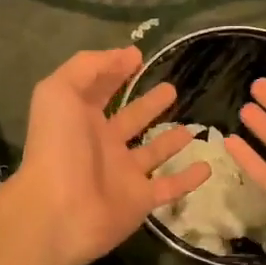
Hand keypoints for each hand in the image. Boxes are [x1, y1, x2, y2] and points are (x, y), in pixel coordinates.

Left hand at [7, 47, 209, 264]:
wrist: (58, 211)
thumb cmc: (58, 146)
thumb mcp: (60, 91)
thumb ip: (88, 66)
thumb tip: (127, 54)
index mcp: (80, 117)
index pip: (100, 88)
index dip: (116, 70)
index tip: (139, 56)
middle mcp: (102, 143)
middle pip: (131, 118)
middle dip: (149, 103)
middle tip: (172, 89)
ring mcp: (122, 173)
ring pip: (152, 152)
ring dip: (170, 141)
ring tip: (191, 128)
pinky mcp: (140, 200)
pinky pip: (169, 187)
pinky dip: (188, 179)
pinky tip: (207, 167)